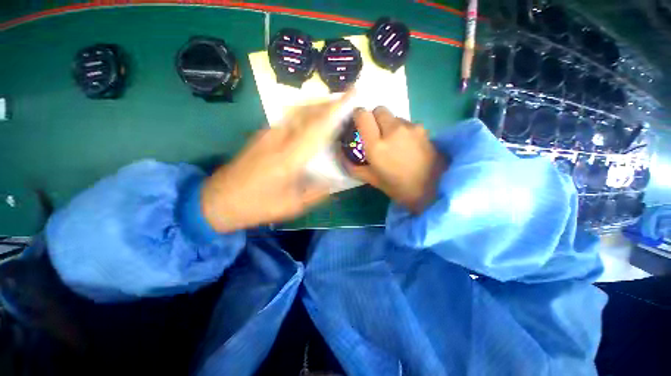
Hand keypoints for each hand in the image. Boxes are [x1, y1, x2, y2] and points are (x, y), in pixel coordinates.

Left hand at [201, 91, 353, 231]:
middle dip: (328, 102)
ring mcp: (267, 134)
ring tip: (332, 107)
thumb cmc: (256, 206)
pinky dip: (303, 114)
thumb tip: (333, 182)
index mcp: (289, 157)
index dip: (336, 109)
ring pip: (296, 111)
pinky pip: (288, 118)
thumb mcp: (292, 206)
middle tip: (345, 100)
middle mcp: (278, 138)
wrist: (217, 200)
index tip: (352, 94)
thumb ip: (316, 192)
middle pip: (307, 111)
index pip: (318, 126)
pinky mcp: (261, 135)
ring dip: (316, 106)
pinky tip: (310, 120)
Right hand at [345, 107, 446, 213]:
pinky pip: (406, 122)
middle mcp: (392, 130)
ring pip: (394, 116)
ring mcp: (410, 127)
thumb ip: (353, 166)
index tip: (358, 123)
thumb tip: (341, 155)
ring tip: (394, 142)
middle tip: (376, 133)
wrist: (433, 189)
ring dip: (389, 124)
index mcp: (376, 146)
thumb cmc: (398, 187)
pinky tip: (407, 144)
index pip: (363, 115)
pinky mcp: (423, 128)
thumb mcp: (371, 179)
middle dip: (374, 118)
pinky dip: (402, 129)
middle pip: (379, 109)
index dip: (358, 115)